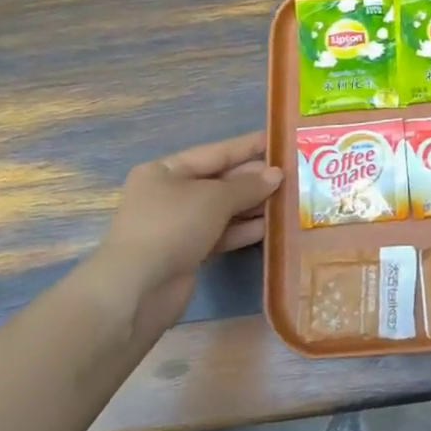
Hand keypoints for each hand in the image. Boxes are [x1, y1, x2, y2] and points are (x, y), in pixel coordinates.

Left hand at [87, 131, 282, 315]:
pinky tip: (271, 227)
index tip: (279, 141)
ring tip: (290, 200)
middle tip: (293, 175)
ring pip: (223, 210)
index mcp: (166, 170)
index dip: (248, 147)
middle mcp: (170, 194)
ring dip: (253, 206)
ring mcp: (177, 225)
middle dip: (254, 180)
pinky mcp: (186, 252)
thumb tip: (276, 174)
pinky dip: (243, 230)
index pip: (216, 152)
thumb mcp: (214, 198)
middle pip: (220, 181)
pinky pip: (221, 234)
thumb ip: (248, 185)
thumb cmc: (172, 225)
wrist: (137, 289)